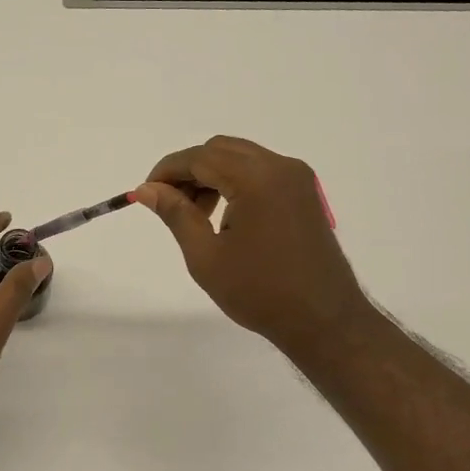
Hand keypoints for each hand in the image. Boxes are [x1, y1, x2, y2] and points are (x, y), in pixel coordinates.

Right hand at [137, 136, 374, 361]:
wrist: (324, 320)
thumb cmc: (260, 292)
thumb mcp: (205, 256)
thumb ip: (176, 214)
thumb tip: (147, 189)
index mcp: (256, 178)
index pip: (200, 157)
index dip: (167, 171)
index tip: (145, 193)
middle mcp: (280, 167)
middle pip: (220, 150)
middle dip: (189, 171)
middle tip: (170, 204)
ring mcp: (297, 178)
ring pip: (241, 158)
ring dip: (212, 176)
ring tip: (197, 215)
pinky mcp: (304, 193)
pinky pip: (261, 171)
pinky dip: (235, 182)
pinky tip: (225, 216)